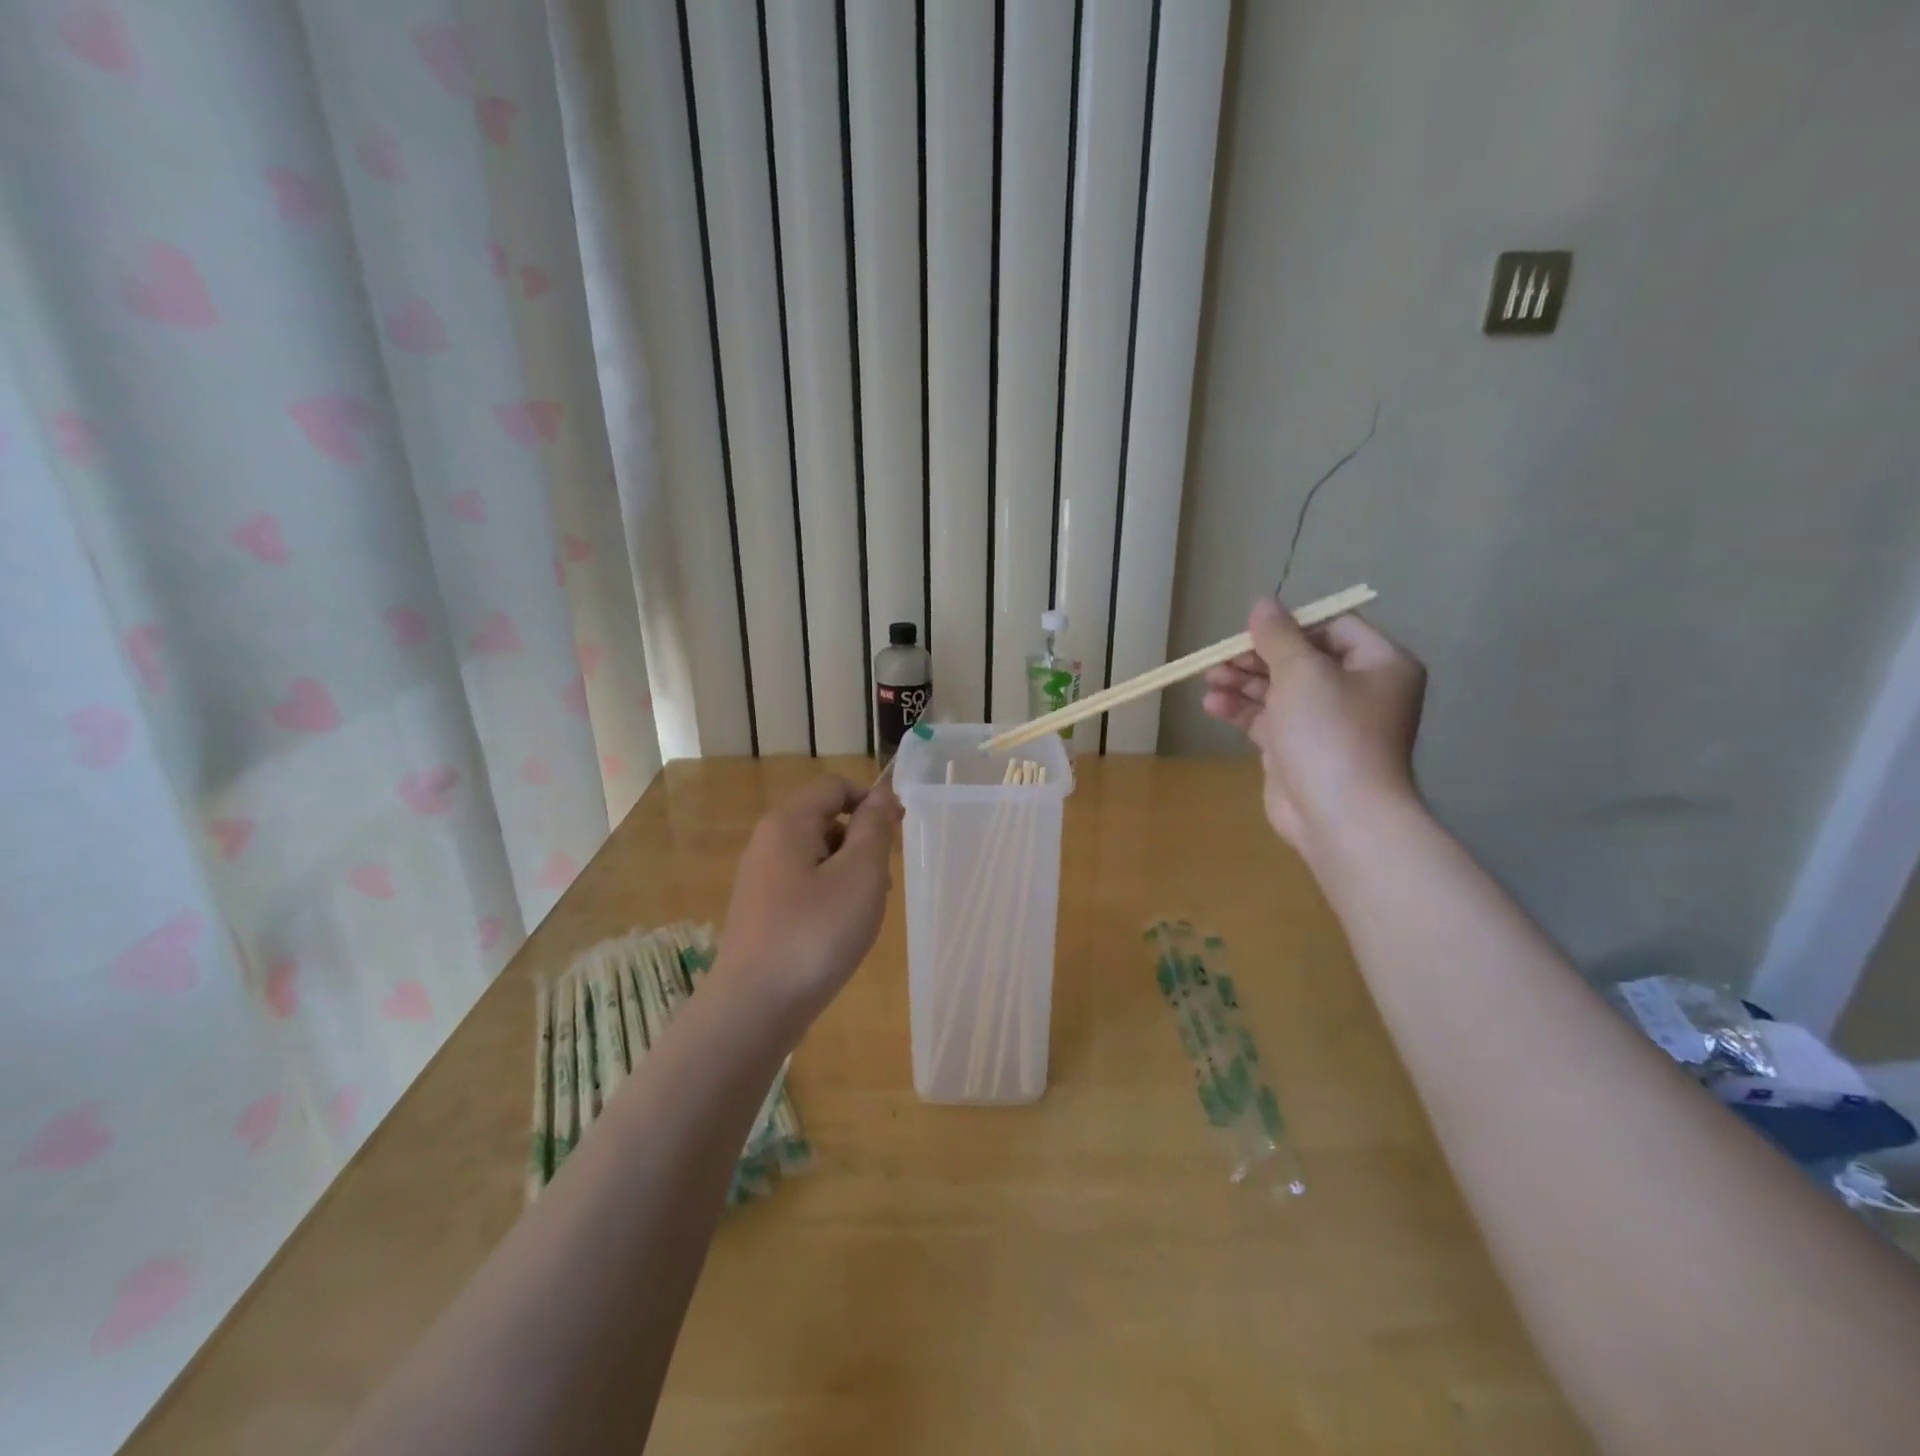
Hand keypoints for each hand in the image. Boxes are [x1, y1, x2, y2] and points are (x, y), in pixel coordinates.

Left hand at [712, 775, 902, 1031]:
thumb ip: (874, 828)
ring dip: (849, 870)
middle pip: (825, 819)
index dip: (872, 800)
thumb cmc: (815, 933)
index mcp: (789, 823)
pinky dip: (829, 894)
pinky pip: (804, 884)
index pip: (835, 786)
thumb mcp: (860, 874)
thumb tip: (881, 796)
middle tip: (884, 879)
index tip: (900, 831)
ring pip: (817, 855)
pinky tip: (841, 930)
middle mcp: (768, 842)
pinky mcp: (761, 911)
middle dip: (862, 840)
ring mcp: (760, 879)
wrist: (754, 1008)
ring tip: (867, 909)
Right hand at [1202, 598, 1425, 856]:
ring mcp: (1327, 724)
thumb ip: (1278, 636)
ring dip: (1243, 682)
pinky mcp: (1299, 750)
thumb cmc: (1330, 733)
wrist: (1339, 814)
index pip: (1334, 628)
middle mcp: (1358, 691)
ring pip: (1279, 690)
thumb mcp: (1302, 672)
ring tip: (1209, 678)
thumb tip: (1262, 604)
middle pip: (1301, 659)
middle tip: (1221, 657)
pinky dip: (1242, 710)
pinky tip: (1212, 705)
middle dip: (1257, 656)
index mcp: (1379, 665)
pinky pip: (1268, 720)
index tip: (1253, 632)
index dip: (1292, 627)